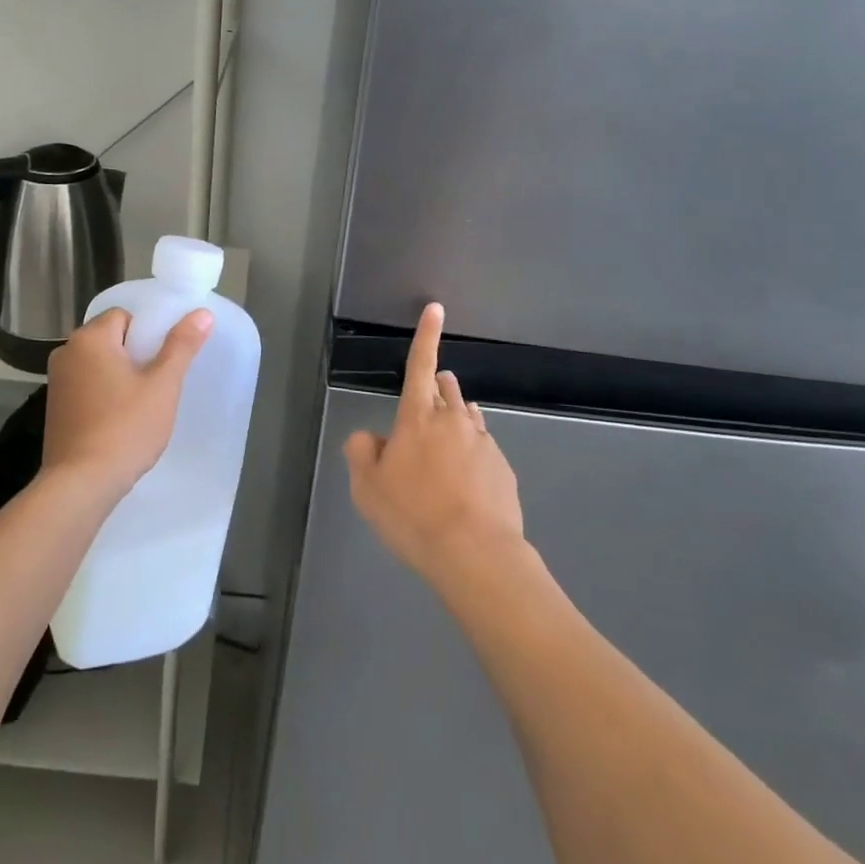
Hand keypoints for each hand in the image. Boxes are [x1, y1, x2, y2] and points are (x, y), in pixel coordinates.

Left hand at [42, 306, 213, 499]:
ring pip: (98, 365)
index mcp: (90, 338)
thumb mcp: (162, 385)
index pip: (124, 316)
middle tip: (156, 386)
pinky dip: (103, 396)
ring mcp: (56, 382)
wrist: (81, 484)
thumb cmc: (125, 428)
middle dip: (134, 357)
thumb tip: (202, 313)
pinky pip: (86, 387)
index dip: (147, 335)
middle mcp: (66, 352)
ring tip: (140, 407)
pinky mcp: (54, 409)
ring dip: (119, 377)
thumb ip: (181, 345)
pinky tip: (118, 422)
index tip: (161, 362)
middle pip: (110, 339)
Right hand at [344, 302, 523, 585]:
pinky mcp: (503, 470)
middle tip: (426, 403)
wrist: (475, 555)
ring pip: (467, 418)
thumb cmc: (412, 515)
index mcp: (417, 418)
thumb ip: (361, 452)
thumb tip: (371, 438)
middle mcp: (454, 421)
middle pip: (446, 389)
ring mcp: (483, 444)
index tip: (436, 308)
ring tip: (443, 450)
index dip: (426, 335)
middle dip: (437, 385)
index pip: (420, 365)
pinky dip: (470, 457)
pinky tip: (464, 487)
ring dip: (454, 421)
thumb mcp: (367, 488)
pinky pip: (483, 450)